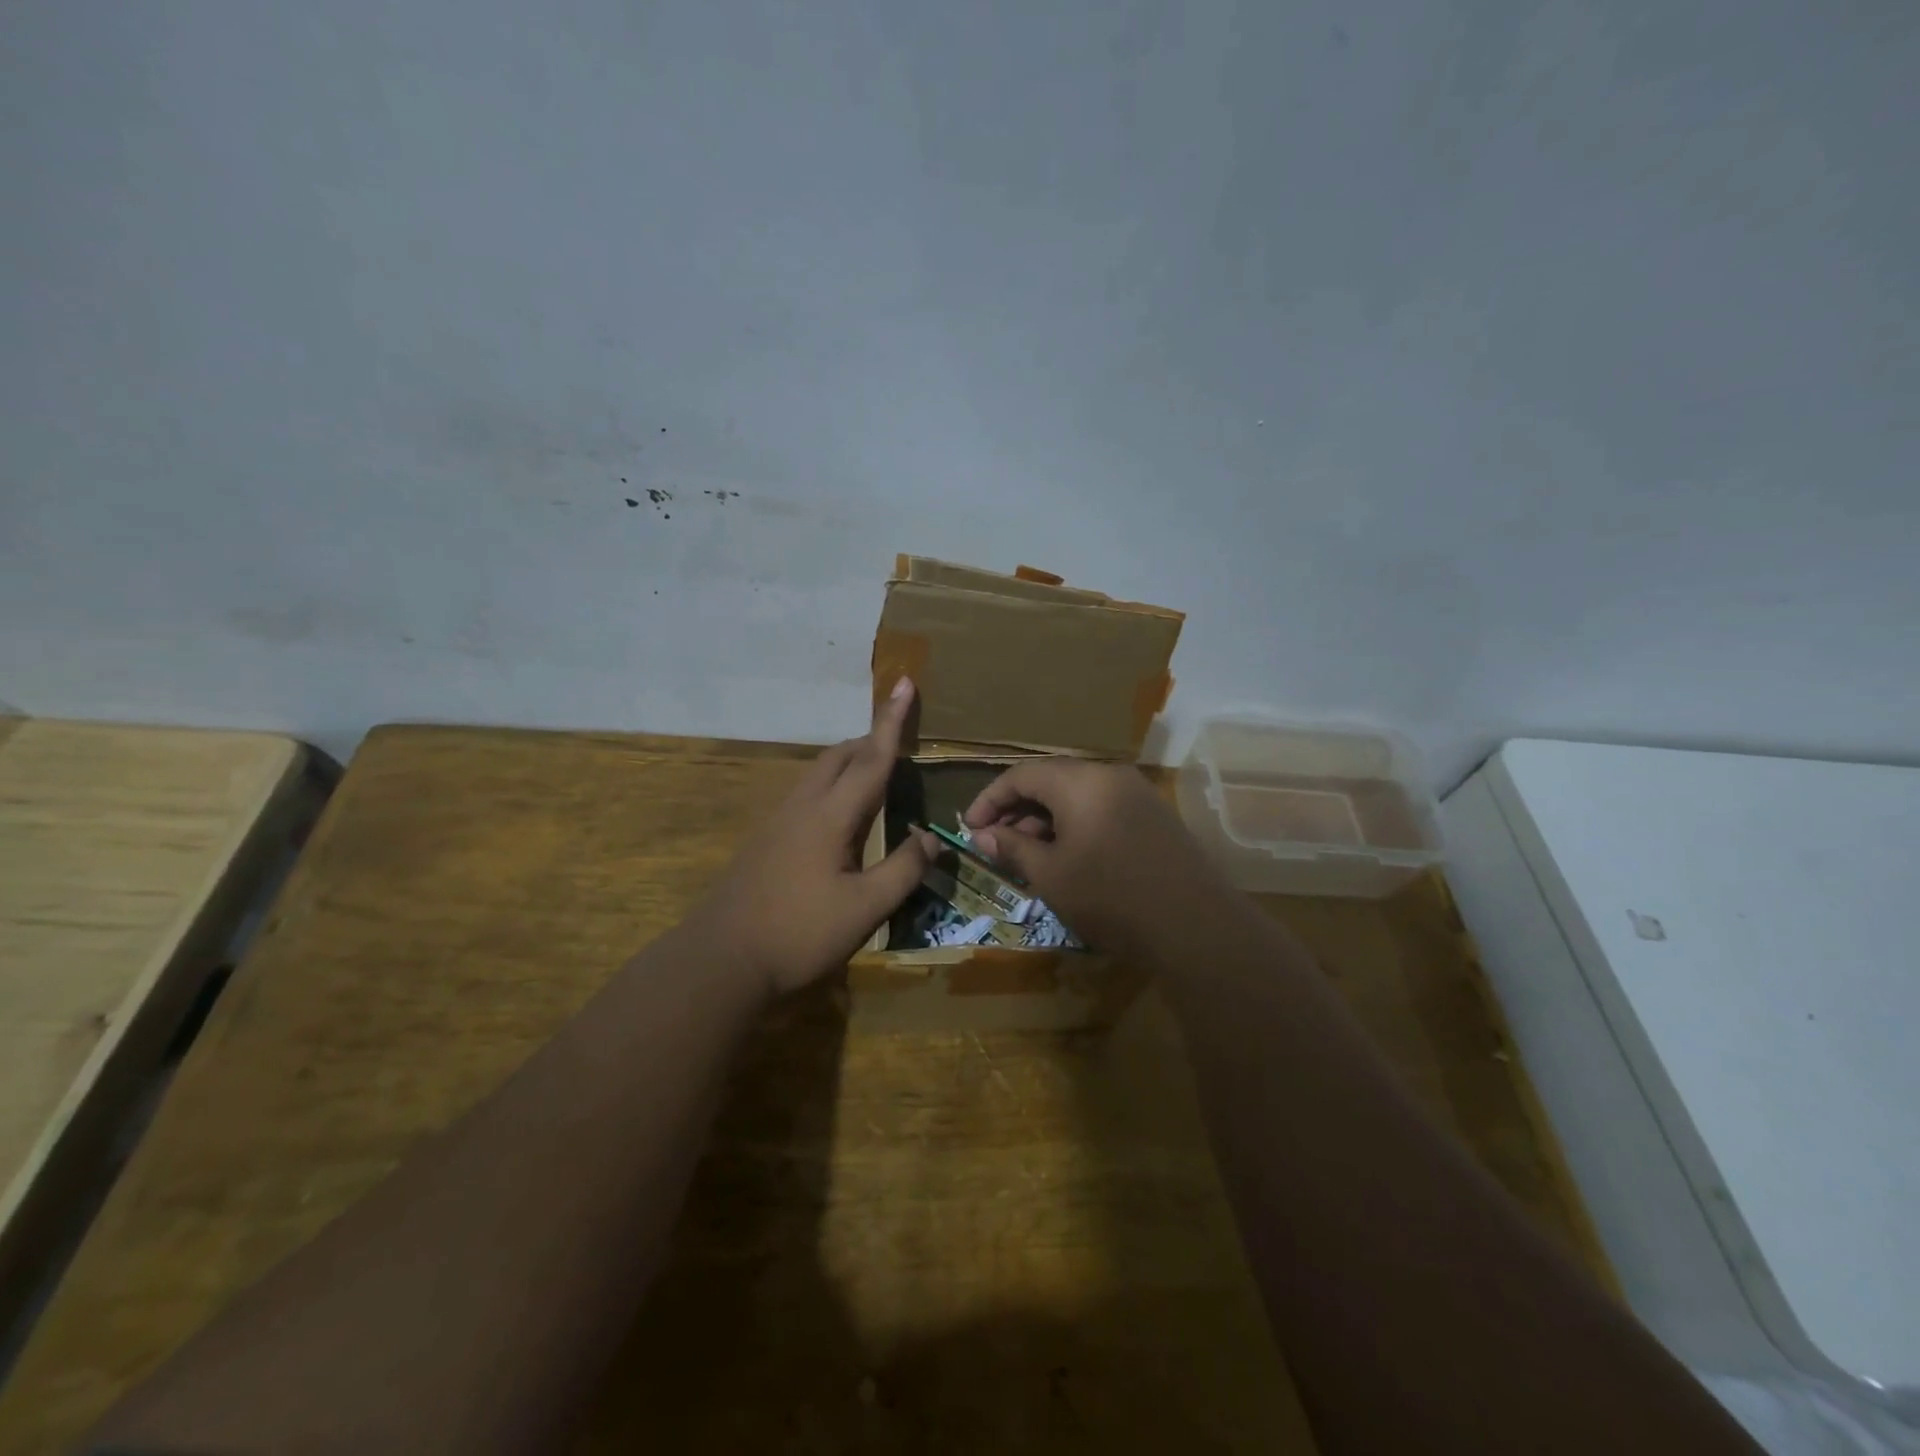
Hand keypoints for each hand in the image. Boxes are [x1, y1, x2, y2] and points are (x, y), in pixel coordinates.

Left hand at [691, 677, 935, 996]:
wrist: (721, 959)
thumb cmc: (799, 934)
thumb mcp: (865, 909)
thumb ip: (903, 870)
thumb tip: (931, 838)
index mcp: (831, 816)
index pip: (871, 758)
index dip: (892, 721)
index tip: (905, 682)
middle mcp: (803, 806)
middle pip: (840, 756)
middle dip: (871, 740)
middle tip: (900, 743)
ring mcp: (779, 821)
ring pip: (819, 773)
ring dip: (850, 762)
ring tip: (876, 776)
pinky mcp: (766, 839)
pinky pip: (807, 794)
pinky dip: (833, 786)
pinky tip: (841, 818)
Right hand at [962, 758, 1239, 956]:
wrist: (1195, 926)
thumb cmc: (1111, 897)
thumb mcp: (1051, 875)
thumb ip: (1013, 848)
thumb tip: (983, 835)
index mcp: (1080, 781)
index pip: (1021, 775)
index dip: (990, 799)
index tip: (970, 828)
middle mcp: (1109, 775)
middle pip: (1051, 779)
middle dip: (1018, 809)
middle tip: (997, 843)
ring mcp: (1137, 793)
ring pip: (1077, 794)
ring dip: (1046, 818)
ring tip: (1029, 854)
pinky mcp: (1155, 815)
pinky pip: (1102, 807)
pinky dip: (1076, 824)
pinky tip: (1069, 856)